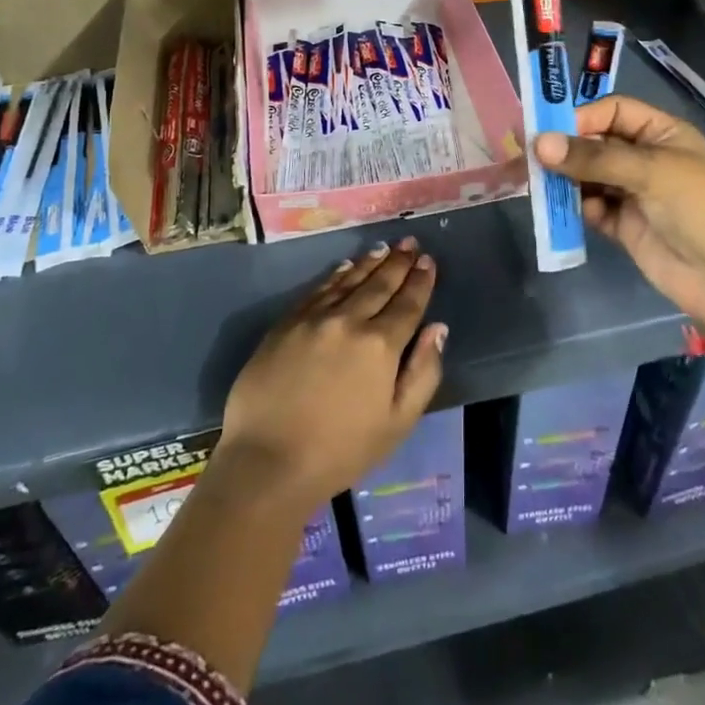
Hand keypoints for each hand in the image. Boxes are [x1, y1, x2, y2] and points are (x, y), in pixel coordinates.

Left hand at [216, 238, 446, 510]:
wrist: (267, 461)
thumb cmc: (340, 451)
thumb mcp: (397, 423)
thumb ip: (423, 372)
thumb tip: (438, 328)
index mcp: (381, 345)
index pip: (408, 303)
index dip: (421, 281)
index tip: (428, 261)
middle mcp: (350, 320)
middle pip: (380, 284)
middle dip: (398, 262)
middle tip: (410, 243)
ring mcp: (315, 318)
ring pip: (349, 280)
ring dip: (370, 262)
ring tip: (384, 248)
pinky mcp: (287, 323)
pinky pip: (318, 289)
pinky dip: (336, 275)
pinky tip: (346, 267)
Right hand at [535, 96, 704, 325]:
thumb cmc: (700, 208)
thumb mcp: (651, 172)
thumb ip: (594, 158)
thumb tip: (539, 144)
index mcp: (661, 133)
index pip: (613, 111)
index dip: (582, 117)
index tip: (548, 131)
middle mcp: (644, 158)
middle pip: (595, 143)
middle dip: (565, 149)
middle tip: (528, 156)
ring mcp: (633, 192)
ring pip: (588, 176)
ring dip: (564, 178)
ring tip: (535, 183)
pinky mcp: (623, 225)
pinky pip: (590, 207)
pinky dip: (574, 206)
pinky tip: (560, 208)